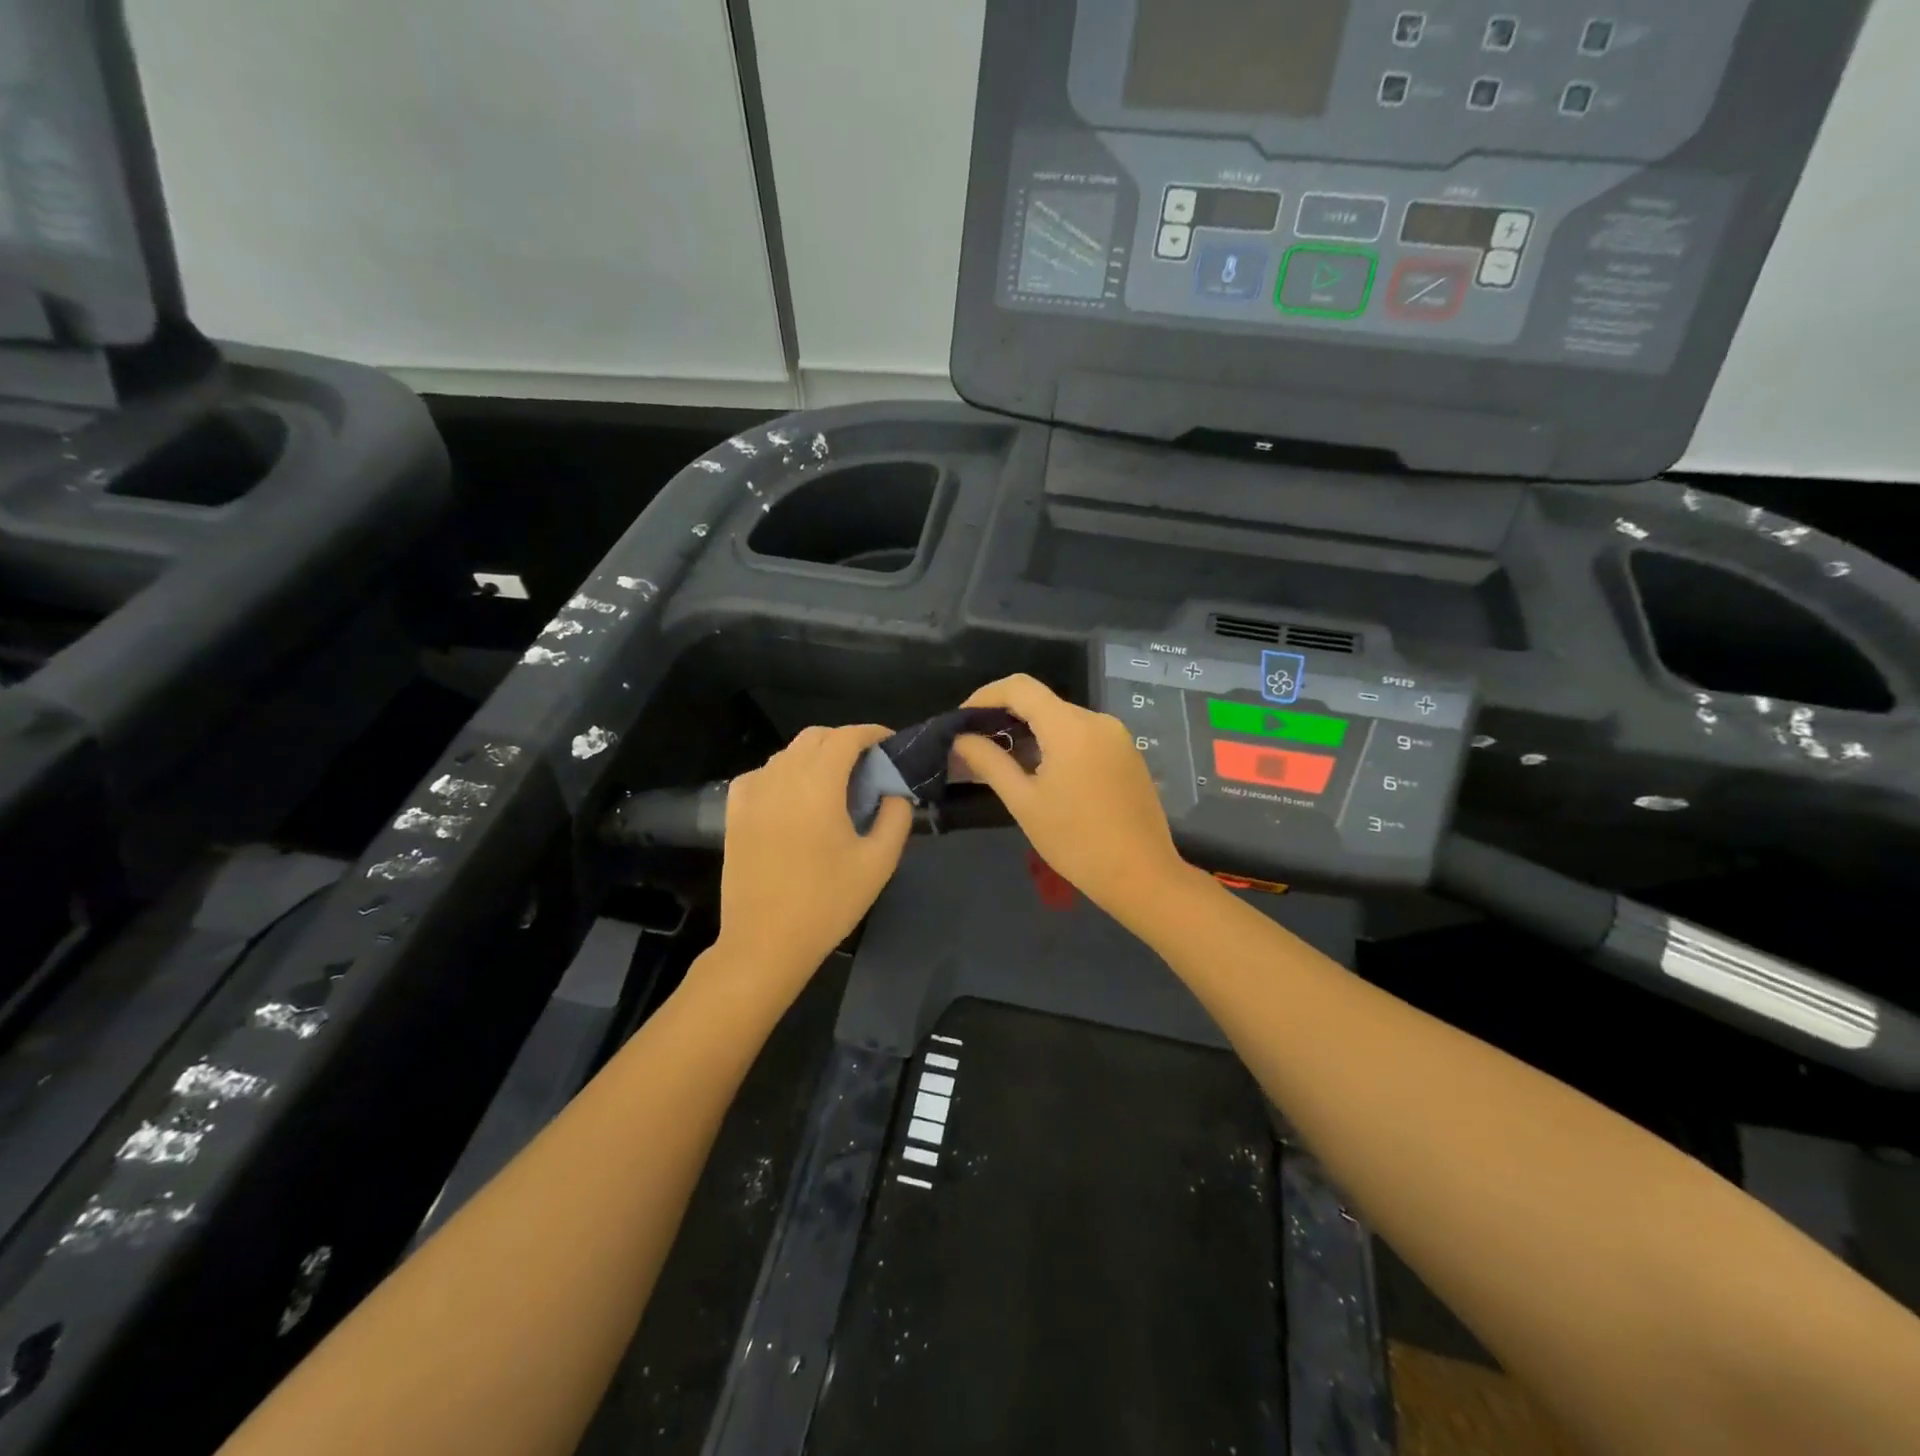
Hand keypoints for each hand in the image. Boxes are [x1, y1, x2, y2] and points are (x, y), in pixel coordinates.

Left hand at [712, 724, 912, 999]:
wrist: (764, 943)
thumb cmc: (827, 903)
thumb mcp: (878, 862)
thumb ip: (896, 817)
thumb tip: (895, 791)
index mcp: (818, 785)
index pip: (847, 737)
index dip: (873, 734)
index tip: (891, 746)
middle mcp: (781, 777)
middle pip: (816, 737)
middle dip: (846, 742)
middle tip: (869, 767)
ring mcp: (753, 792)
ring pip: (788, 753)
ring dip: (816, 756)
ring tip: (837, 784)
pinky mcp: (735, 811)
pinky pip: (763, 773)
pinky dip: (786, 773)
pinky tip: (797, 799)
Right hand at [950, 675, 1192, 920]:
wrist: (1142, 875)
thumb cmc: (1076, 841)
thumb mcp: (1024, 802)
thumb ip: (990, 763)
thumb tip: (961, 739)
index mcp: (1070, 727)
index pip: (1019, 688)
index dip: (985, 696)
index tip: (962, 720)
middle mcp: (1097, 721)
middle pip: (1042, 702)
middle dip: (1005, 716)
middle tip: (976, 745)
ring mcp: (1117, 737)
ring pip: (1063, 719)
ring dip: (1031, 732)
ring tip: (1003, 760)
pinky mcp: (1128, 754)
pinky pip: (1084, 736)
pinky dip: (1056, 743)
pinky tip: (1041, 772)